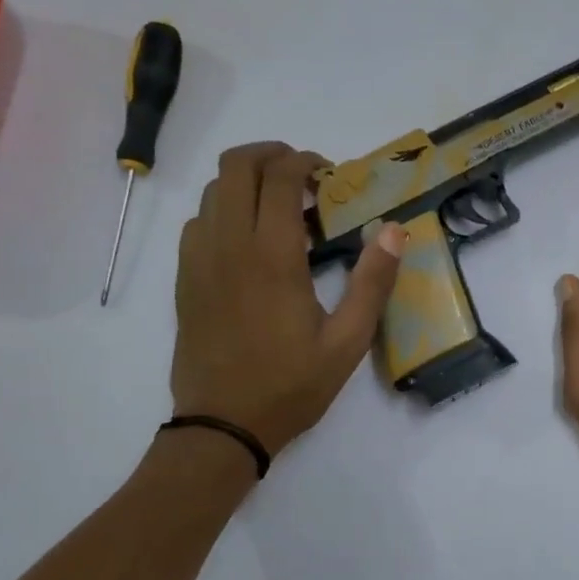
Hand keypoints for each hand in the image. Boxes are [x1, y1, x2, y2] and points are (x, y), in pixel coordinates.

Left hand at [172, 142, 407, 453]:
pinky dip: (223, 210)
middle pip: (235, 166)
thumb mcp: (348, 341)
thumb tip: (394, 230)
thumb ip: (373, 282)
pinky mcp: (184, 278)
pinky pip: (197, 221)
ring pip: (212, 190)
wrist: (222, 425)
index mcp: (273, 256)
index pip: (279, 177)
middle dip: (270, 155)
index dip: (304, 162)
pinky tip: (248, 240)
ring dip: (245, 182)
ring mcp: (199, 260)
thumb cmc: (291, 384)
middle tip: (302, 176)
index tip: (328, 175)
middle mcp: (229, 245)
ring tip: (279, 207)